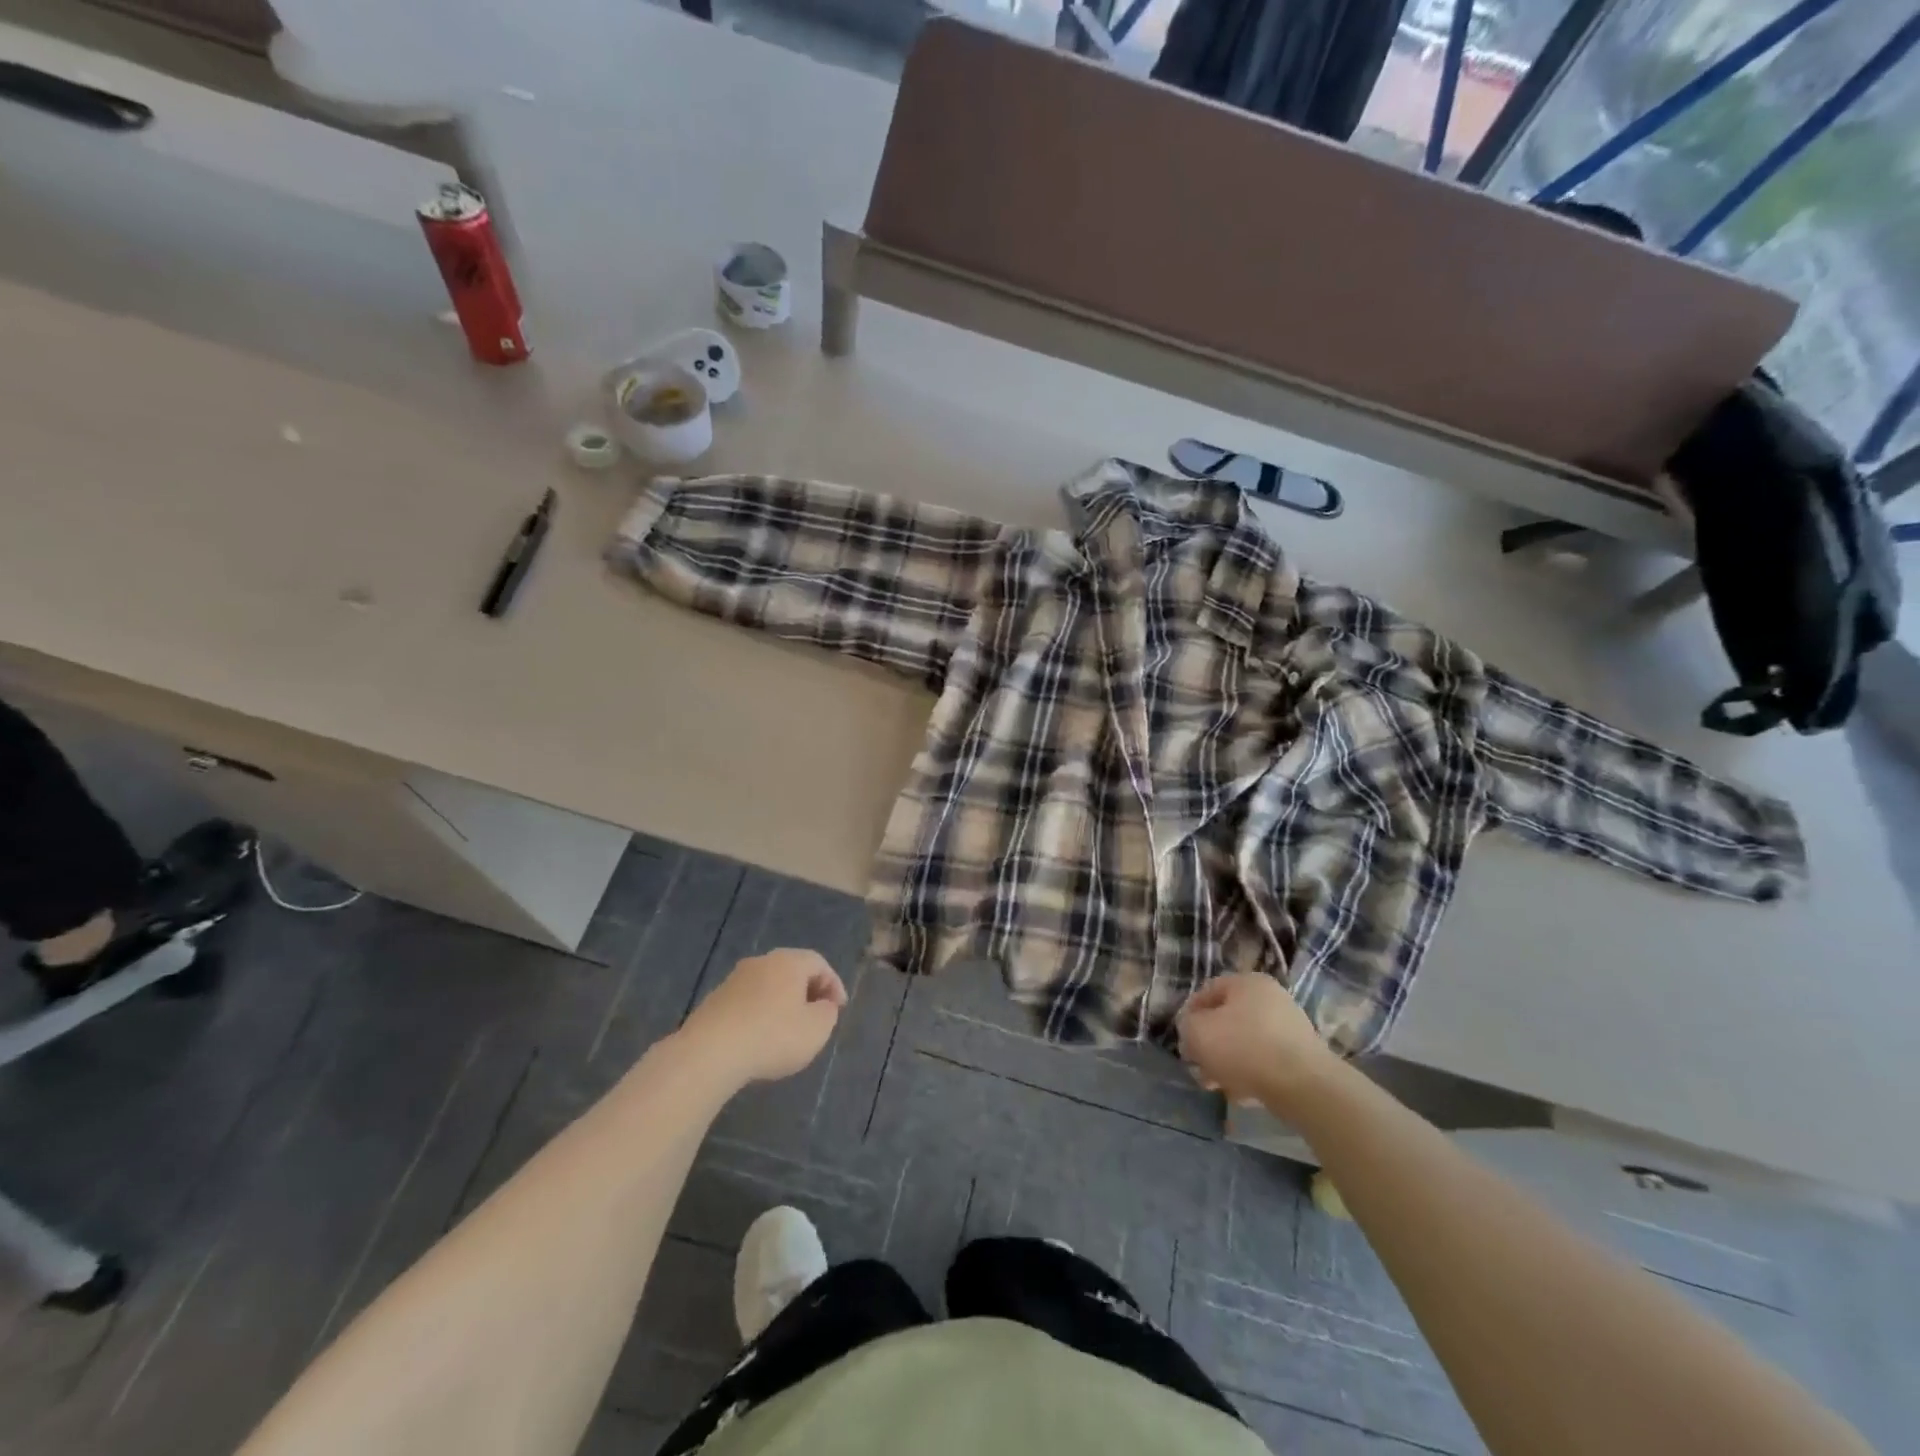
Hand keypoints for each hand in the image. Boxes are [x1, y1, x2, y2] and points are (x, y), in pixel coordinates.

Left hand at [678, 949, 847, 1086]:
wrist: (709, 1053)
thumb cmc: (773, 1036)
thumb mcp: (816, 1029)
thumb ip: (828, 1013)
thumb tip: (824, 1005)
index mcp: (789, 962)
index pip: (819, 963)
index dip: (834, 984)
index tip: (839, 1009)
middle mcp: (761, 962)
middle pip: (792, 970)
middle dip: (808, 991)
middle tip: (817, 1015)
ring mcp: (734, 979)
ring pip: (768, 985)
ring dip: (782, 1003)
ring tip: (788, 1030)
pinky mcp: (715, 1000)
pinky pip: (748, 1001)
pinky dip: (760, 1014)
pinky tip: (760, 1038)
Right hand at [1176, 973, 1339, 1113]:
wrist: (1304, 1086)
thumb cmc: (1244, 1048)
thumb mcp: (1197, 1032)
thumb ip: (1187, 1026)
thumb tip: (1193, 1033)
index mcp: (1247, 982)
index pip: (1207, 991)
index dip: (1189, 1015)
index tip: (1183, 1040)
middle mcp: (1271, 998)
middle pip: (1227, 1020)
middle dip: (1208, 1045)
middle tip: (1198, 1067)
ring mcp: (1289, 1028)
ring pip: (1245, 1043)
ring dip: (1226, 1063)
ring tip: (1216, 1086)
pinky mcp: (1301, 1057)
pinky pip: (1265, 1062)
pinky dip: (1250, 1075)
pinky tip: (1241, 1094)